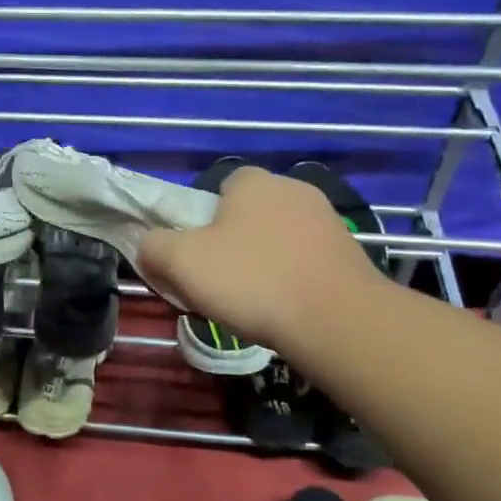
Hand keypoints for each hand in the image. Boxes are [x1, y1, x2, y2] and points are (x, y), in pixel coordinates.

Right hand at [138, 166, 390, 354]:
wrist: (336, 320)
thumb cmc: (252, 280)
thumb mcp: (181, 262)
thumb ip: (154, 247)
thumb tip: (151, 247)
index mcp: (252, 181)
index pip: (219, 189)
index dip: (201, 222)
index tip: (197, 257)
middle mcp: (293, 188)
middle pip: (248, 215)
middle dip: (233, 243)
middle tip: (220, 283)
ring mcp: (326, 220)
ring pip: (277, 238)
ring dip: (264, 262)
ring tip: (254, 303)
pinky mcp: (349, 252)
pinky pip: (305, 260)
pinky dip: (292, 279)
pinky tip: (286, 308)